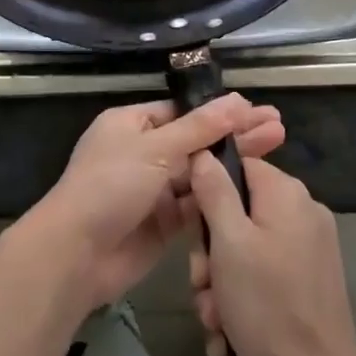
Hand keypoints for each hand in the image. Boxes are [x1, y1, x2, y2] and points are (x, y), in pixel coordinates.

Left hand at [22, 94, 283, 314]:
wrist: (76, 255)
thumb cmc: (110, 186)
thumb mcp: (156, 149)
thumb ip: (200, 128)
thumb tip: (239, 100)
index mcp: (131, 124)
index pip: (183, 112)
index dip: (220, 112)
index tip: (257, 111)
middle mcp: (143, 152)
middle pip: (196, 140)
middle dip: (235, 134)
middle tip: (279, 127)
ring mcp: (152, 189)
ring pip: (199, 172)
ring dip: (233, 163)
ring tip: (277, 148)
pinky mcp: (162, 223)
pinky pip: (195, 205)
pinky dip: (220, 196)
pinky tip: (253, 187)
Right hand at [187, 154, 355, 355]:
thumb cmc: (267, 303)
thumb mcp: (229, 243)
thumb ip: (215, 192)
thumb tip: (204, 152)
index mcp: (286, 194)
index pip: (238, 166)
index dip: (207, 192)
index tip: (191, 227)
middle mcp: (303, 211)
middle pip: (240, 211)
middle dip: (212, 251)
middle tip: (200, 283)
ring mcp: (311, 246)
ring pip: (249, 246)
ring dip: (222, 280)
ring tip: (213, 316)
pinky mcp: (311, 278)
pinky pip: (266, 271)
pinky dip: (244, 294)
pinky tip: (227, 329)